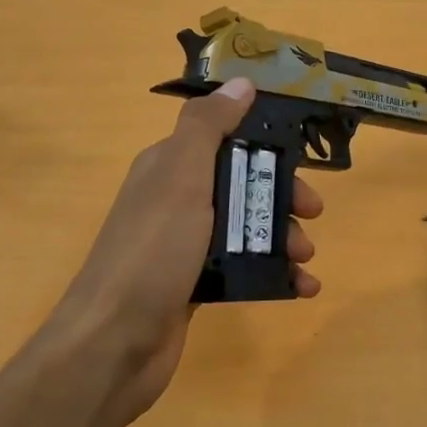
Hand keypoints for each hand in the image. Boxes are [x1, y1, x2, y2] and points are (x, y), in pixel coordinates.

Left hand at [55, 77, 322, 426]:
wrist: (113, 344)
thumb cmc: (153, 251)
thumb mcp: (181, 176)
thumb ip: (208, 126)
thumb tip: (241, 82)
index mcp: (169, 167)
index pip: (226, 139)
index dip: (267, 145)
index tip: (303, 160)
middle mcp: (176, 200)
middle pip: (242, 184)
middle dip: (282, 196)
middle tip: (312, 214)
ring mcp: (185, 245)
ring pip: (246, 227)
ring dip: (283, 236)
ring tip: (306, 258)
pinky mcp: (194, 284)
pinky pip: (243, 268)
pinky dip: (275, 274)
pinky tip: (303, 288)